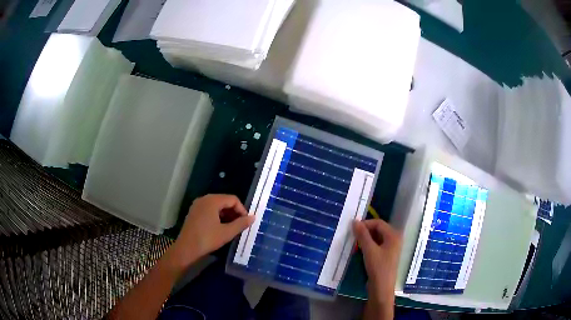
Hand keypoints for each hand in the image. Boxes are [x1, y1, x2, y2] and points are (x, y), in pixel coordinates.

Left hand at [168, 194, 253, 270]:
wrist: (186, 248)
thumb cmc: (207, 239)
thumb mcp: (227, 232)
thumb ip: (241, 224)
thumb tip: (253, 217)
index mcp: (212, 200)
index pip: (233, 199)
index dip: (242, 209)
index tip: (246, 222)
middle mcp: (204, 199)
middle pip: (224, 201)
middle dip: (234, 212)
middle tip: (240, 225)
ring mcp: (197, 205)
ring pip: (217, 206)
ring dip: (227, 215)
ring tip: (232, 228)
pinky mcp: (194, 212)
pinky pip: (209, 210)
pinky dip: (218, 216)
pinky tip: (220, 227)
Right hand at [353, 219, 400, 318]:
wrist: (382, 288)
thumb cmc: (378, 267)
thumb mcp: (369, 250)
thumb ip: (362, 235)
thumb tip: (355, 221)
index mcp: (393, 235)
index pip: (378, 223)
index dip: (366, 224)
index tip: (353, 228)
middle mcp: (394, 239)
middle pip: (379, 229)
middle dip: (366, 231)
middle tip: (353, 235)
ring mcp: (391, 248)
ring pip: (377, 238)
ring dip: (366, 238)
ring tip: (355, 242)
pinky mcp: (386, 256)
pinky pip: (377, 245)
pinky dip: (369, 245)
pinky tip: (360, 249)